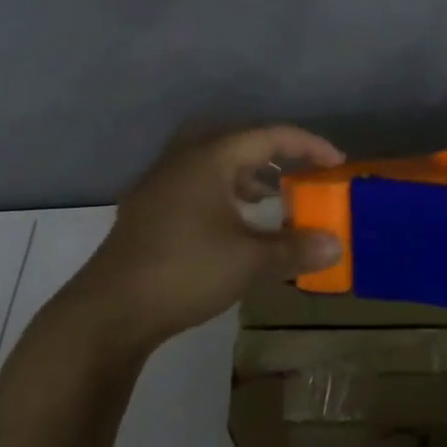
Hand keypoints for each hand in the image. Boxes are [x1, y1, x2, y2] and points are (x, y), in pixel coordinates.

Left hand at [59, 125, 345, 354]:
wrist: (110, 310)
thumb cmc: (185, 272)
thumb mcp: (249, 261)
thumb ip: (294, 248)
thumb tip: (335, 245)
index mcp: (209, 158)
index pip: (268, 136)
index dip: (308, 146)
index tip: (337, 163)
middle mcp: (182, 160)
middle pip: (236, 140)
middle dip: (272, 152)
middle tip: (297, 171)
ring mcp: (159, 184)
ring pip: (212, 162)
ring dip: (245, 173)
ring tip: (269, 196)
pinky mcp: (147, 209)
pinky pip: (195, 183)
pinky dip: (222, 191)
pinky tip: (231, 223)